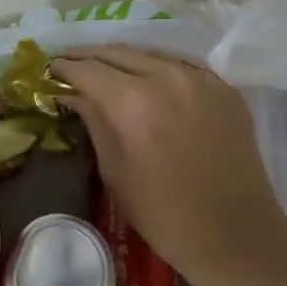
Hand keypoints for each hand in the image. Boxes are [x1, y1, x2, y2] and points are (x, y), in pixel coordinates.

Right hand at [51, 45, 286, 278]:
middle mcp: (167, 77)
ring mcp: (200, 78)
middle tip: (72, 64)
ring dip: (123, 58)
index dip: (64, 67)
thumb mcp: (115, 171)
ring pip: (150, 53)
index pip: (88, 69)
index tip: (50, 70)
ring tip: (106, 69)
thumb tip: (71, 93)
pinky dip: (158, 67)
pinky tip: (148, 79)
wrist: (236, 234)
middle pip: (118, 52)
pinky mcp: (224, 87)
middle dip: (90, 56)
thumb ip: (93, 122)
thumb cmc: (164, 214)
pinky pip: (182, 65)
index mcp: (133, 102)